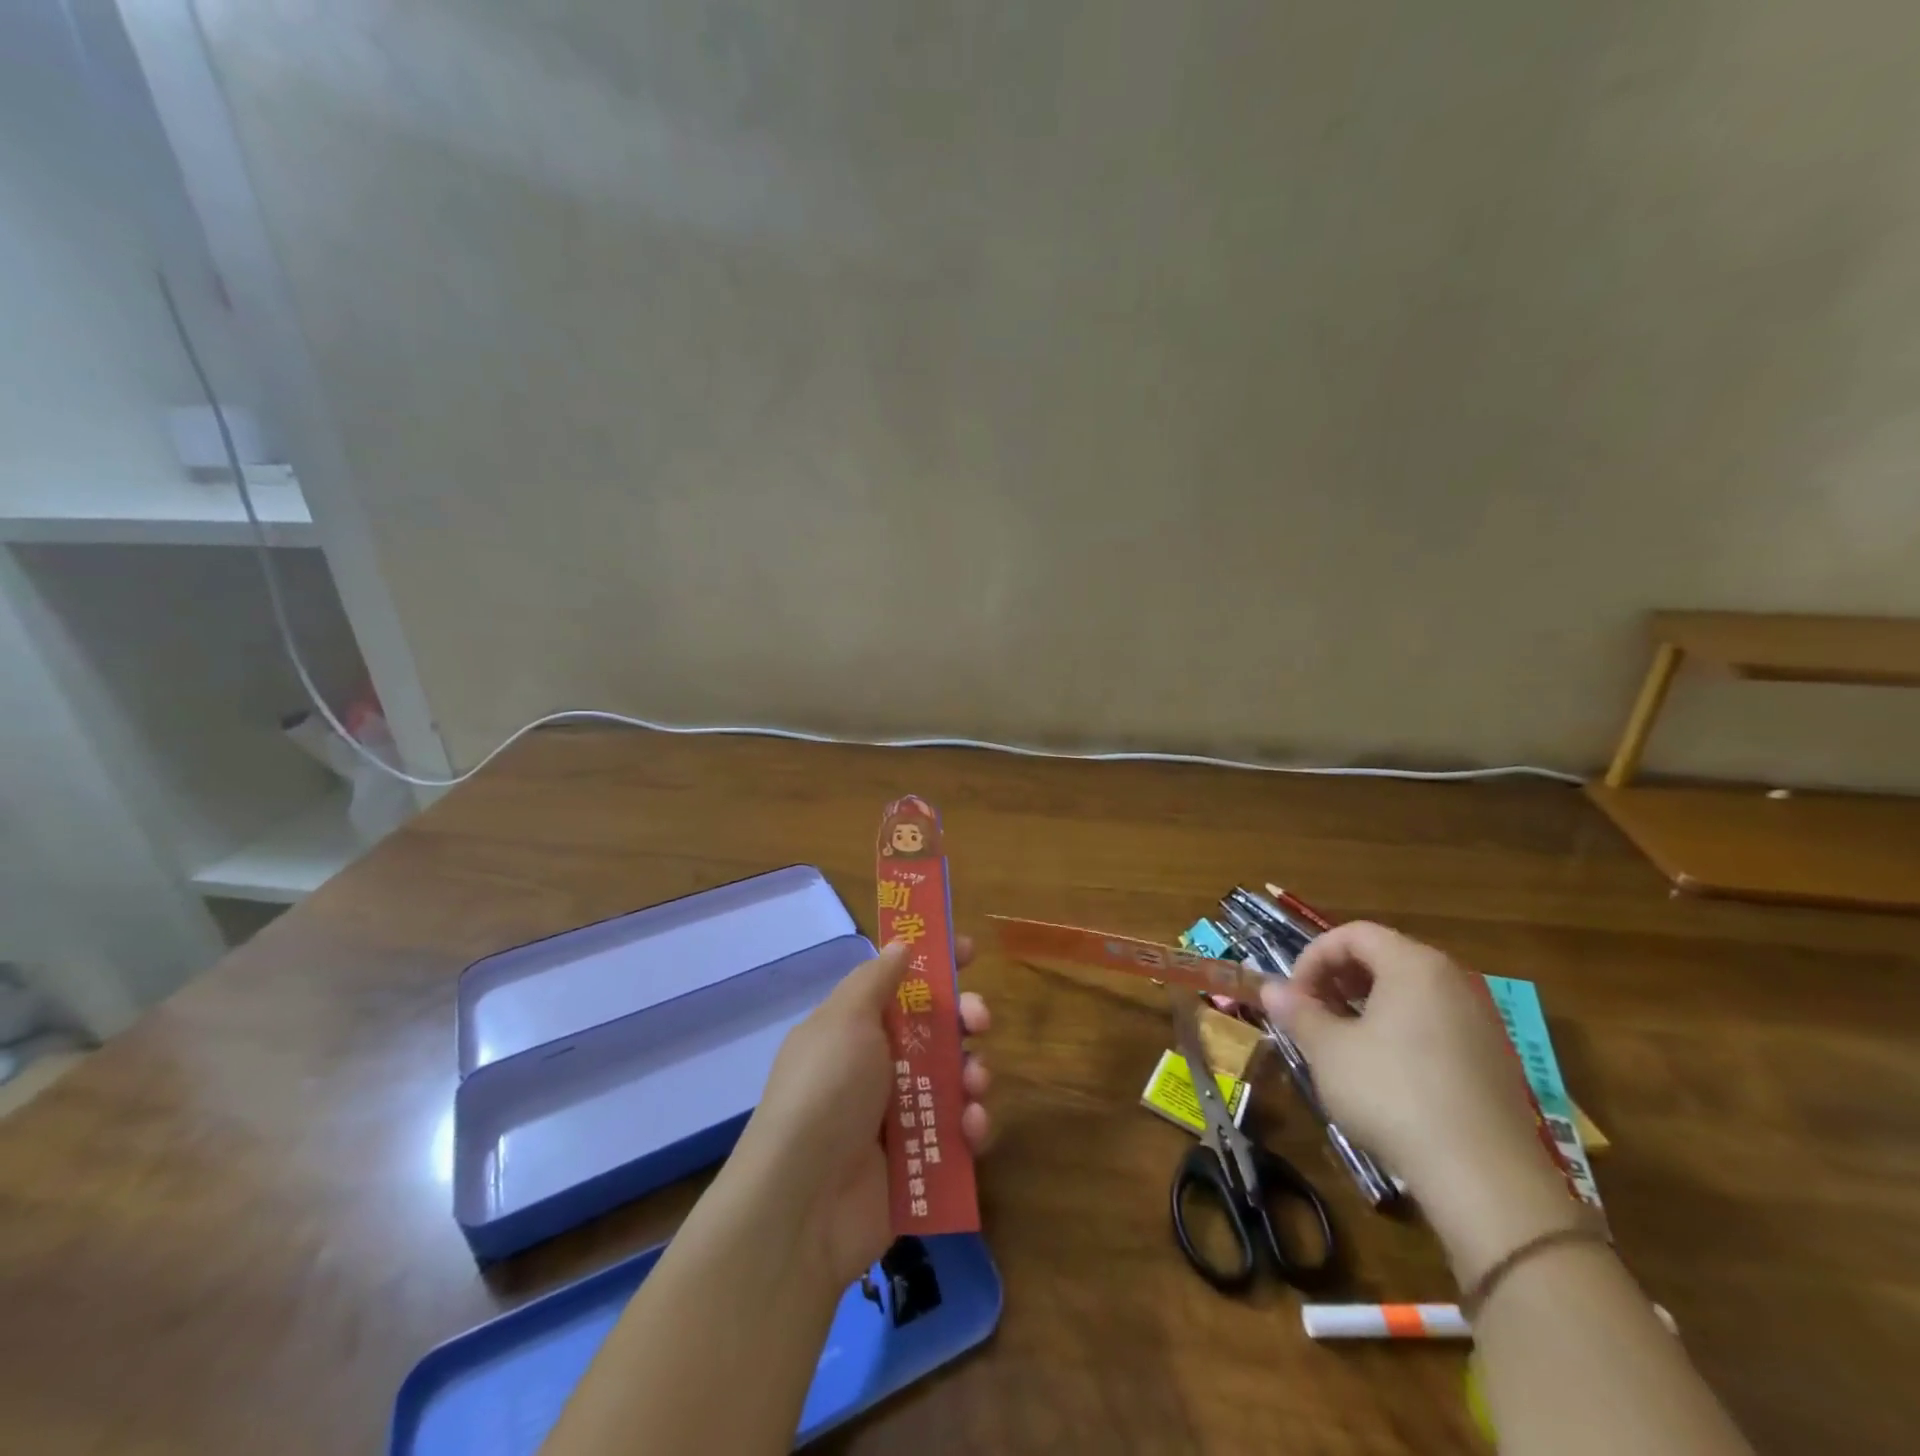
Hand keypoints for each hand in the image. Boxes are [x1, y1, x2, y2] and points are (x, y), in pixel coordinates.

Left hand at [728, 938, 991, 1287]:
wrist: (804, 1203)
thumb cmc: (825, 1091)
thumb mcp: (845, 1019)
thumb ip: (876, 978)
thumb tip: (901, 944)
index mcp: (856, 1028)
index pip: (901, 984)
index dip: (935, 965)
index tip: (969, 951)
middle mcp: (877, 1066)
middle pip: (937, 1029)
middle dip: (966, 1017)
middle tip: (980, 1019)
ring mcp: (898, 1115)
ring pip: (954, 1078)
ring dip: (973, 1073)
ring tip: (973, 1085)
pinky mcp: (919, 1160)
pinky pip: (957, 1132)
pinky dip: (971, 1126)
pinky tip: (970, 1128)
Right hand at [1259, 922, 1572, 1268]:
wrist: (1485, 1179)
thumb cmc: (1393, 1094)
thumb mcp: (1328, 1050)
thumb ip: (1298, 1012)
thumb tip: (1271, 990)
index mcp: (1413, 965)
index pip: (1353, 934)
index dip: (1313, 957)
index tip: (1294, 995)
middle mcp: (1452, 981)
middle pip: (1384, 957)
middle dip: (1338, 979)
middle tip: (1312, 1013)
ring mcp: (1480, 1021)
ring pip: (1409, 993)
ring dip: (1366, 1006)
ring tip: (1341, 1043)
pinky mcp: (1493, 1061)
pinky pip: (1434, 1024)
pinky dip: (1399, 1031)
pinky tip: (1383, 1073)